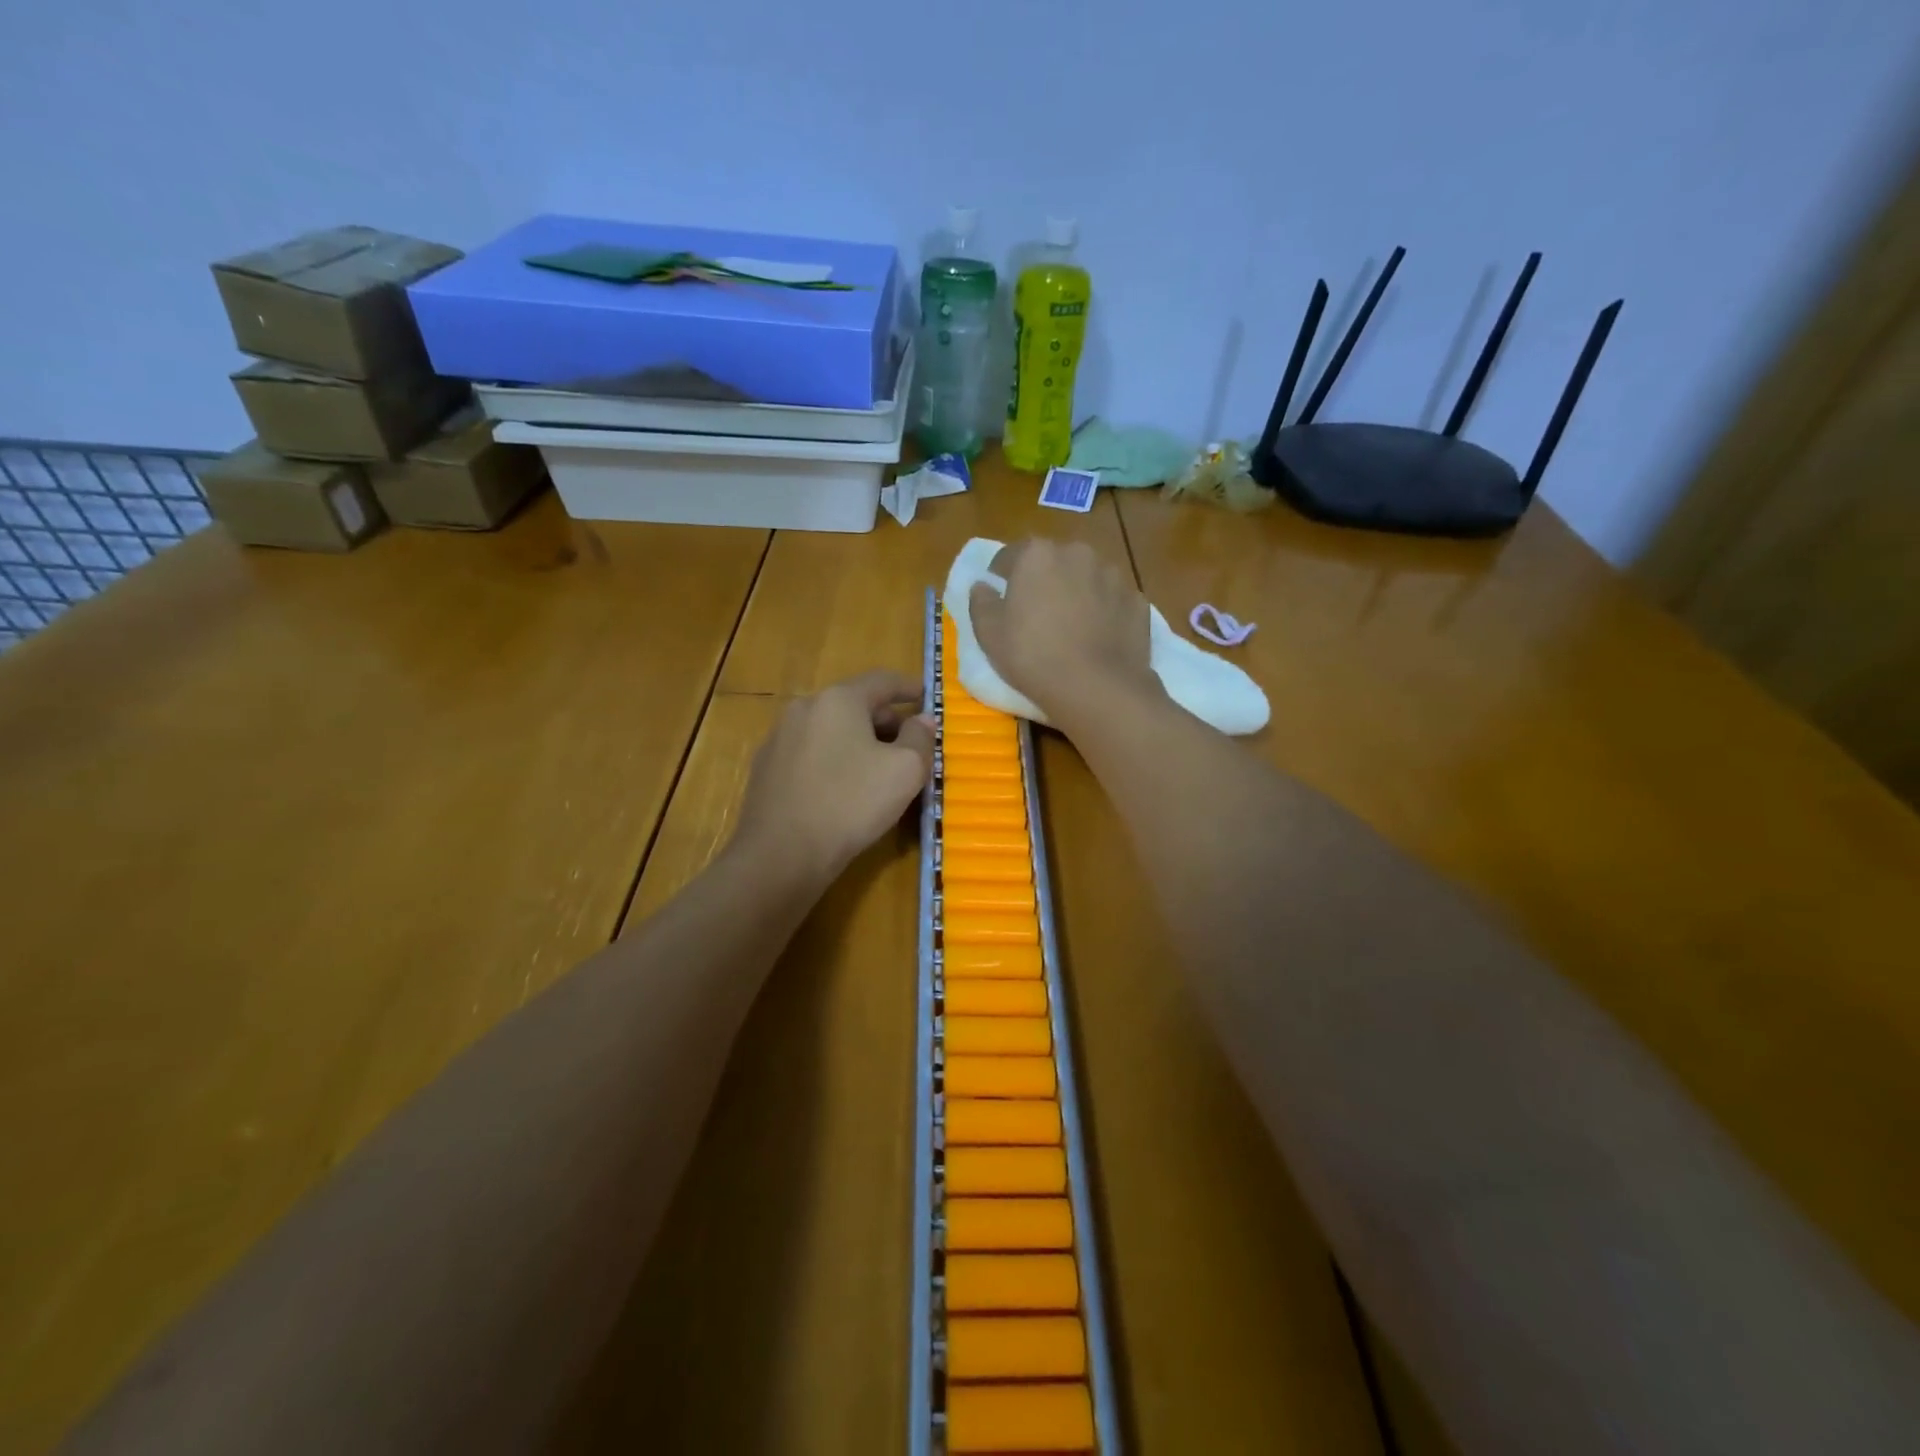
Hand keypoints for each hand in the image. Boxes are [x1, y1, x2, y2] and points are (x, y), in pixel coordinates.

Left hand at [734, 670, 934, 888]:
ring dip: (860, 742)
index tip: (927, 696)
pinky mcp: (767, 769)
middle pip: (854, 705)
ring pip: (831, 730)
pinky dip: (835, 760)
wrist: (780, 854)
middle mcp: (804, 708)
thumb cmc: (850, 803)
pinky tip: (845, 788)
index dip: (909, 687)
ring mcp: (780, 738)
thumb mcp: (905, 771)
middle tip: (910, 743)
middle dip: (886, 720)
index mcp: (838, 700)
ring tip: (880, 769)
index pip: (882, 680)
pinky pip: (812, 754)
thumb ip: (920, 739)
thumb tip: (922, 720)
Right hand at [969, 539, 1156, 726]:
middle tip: (1036, 615)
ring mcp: (1113, 576)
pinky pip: (1112, 601)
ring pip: (1086, 578)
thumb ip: (980, 602)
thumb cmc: (1033, 656)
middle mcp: (1078, 553)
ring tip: (1071, 628)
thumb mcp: (989, 634)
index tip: (1000, 599)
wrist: (1097, 687)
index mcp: (1037, 554)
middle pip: (1053, 562)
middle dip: (1043, 581)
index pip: (1010, 555)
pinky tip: (1098, 639)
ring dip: (1077, 593)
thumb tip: (982, 585)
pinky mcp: (1137, 601)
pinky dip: (1105, 612)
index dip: (1001, 576)